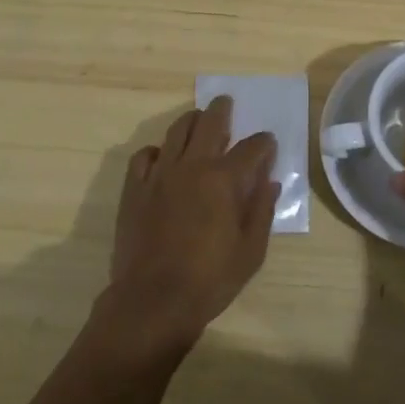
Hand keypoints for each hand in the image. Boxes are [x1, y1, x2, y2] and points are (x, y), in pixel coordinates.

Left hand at [103, 97, 278, 354]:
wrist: (152, 300)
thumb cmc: (210, 280)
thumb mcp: (251, 251)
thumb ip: (262, 211)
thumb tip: (270, 182)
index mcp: (224, 179)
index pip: (252, 147)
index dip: (264, 142)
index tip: (268, 143)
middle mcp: (193, 166)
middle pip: (210, 123)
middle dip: (222, 110)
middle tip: (226, 103)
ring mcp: (160, 174)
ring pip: (177, 131)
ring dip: (191, 121)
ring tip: (198, 121)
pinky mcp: (135, 188)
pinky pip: (144, 155)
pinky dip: (157, 150)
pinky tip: (163, 157)